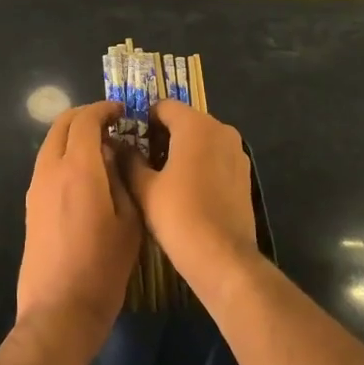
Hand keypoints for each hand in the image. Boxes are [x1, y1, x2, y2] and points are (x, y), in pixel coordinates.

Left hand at [19, 102, 141, 347]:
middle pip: (61, 125)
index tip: (123, 111)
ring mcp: (35, 188)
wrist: (59, 309)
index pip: (85, 120)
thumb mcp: (129, 221)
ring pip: (51, 144)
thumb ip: (122, 178)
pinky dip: (65, 155)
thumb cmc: (103, 267)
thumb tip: (114, 154)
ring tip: (103, 148)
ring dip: (73, 136)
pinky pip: (47, 165)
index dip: (104, 109)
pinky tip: (87, 174)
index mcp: (77, 168)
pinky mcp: (31, 206)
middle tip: (112, 124)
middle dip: (85, 116)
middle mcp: (50, 170)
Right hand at [117, 100, 257, 299]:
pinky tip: (183, 189)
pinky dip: (198, 163)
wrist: (222, 257)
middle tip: (139, 160)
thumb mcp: (144, 188)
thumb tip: (119, 146)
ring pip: (200, 139)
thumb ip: (129, 160)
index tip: (128, 141)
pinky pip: (215, 156)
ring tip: (159, 176)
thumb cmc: (179, 216)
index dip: (142, 121)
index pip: (163, 106)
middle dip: (161, 135)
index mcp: (196, 125)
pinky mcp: (244, 173)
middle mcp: (221, 129)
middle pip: (184, 120)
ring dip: (180, 149)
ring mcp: (237, 151)